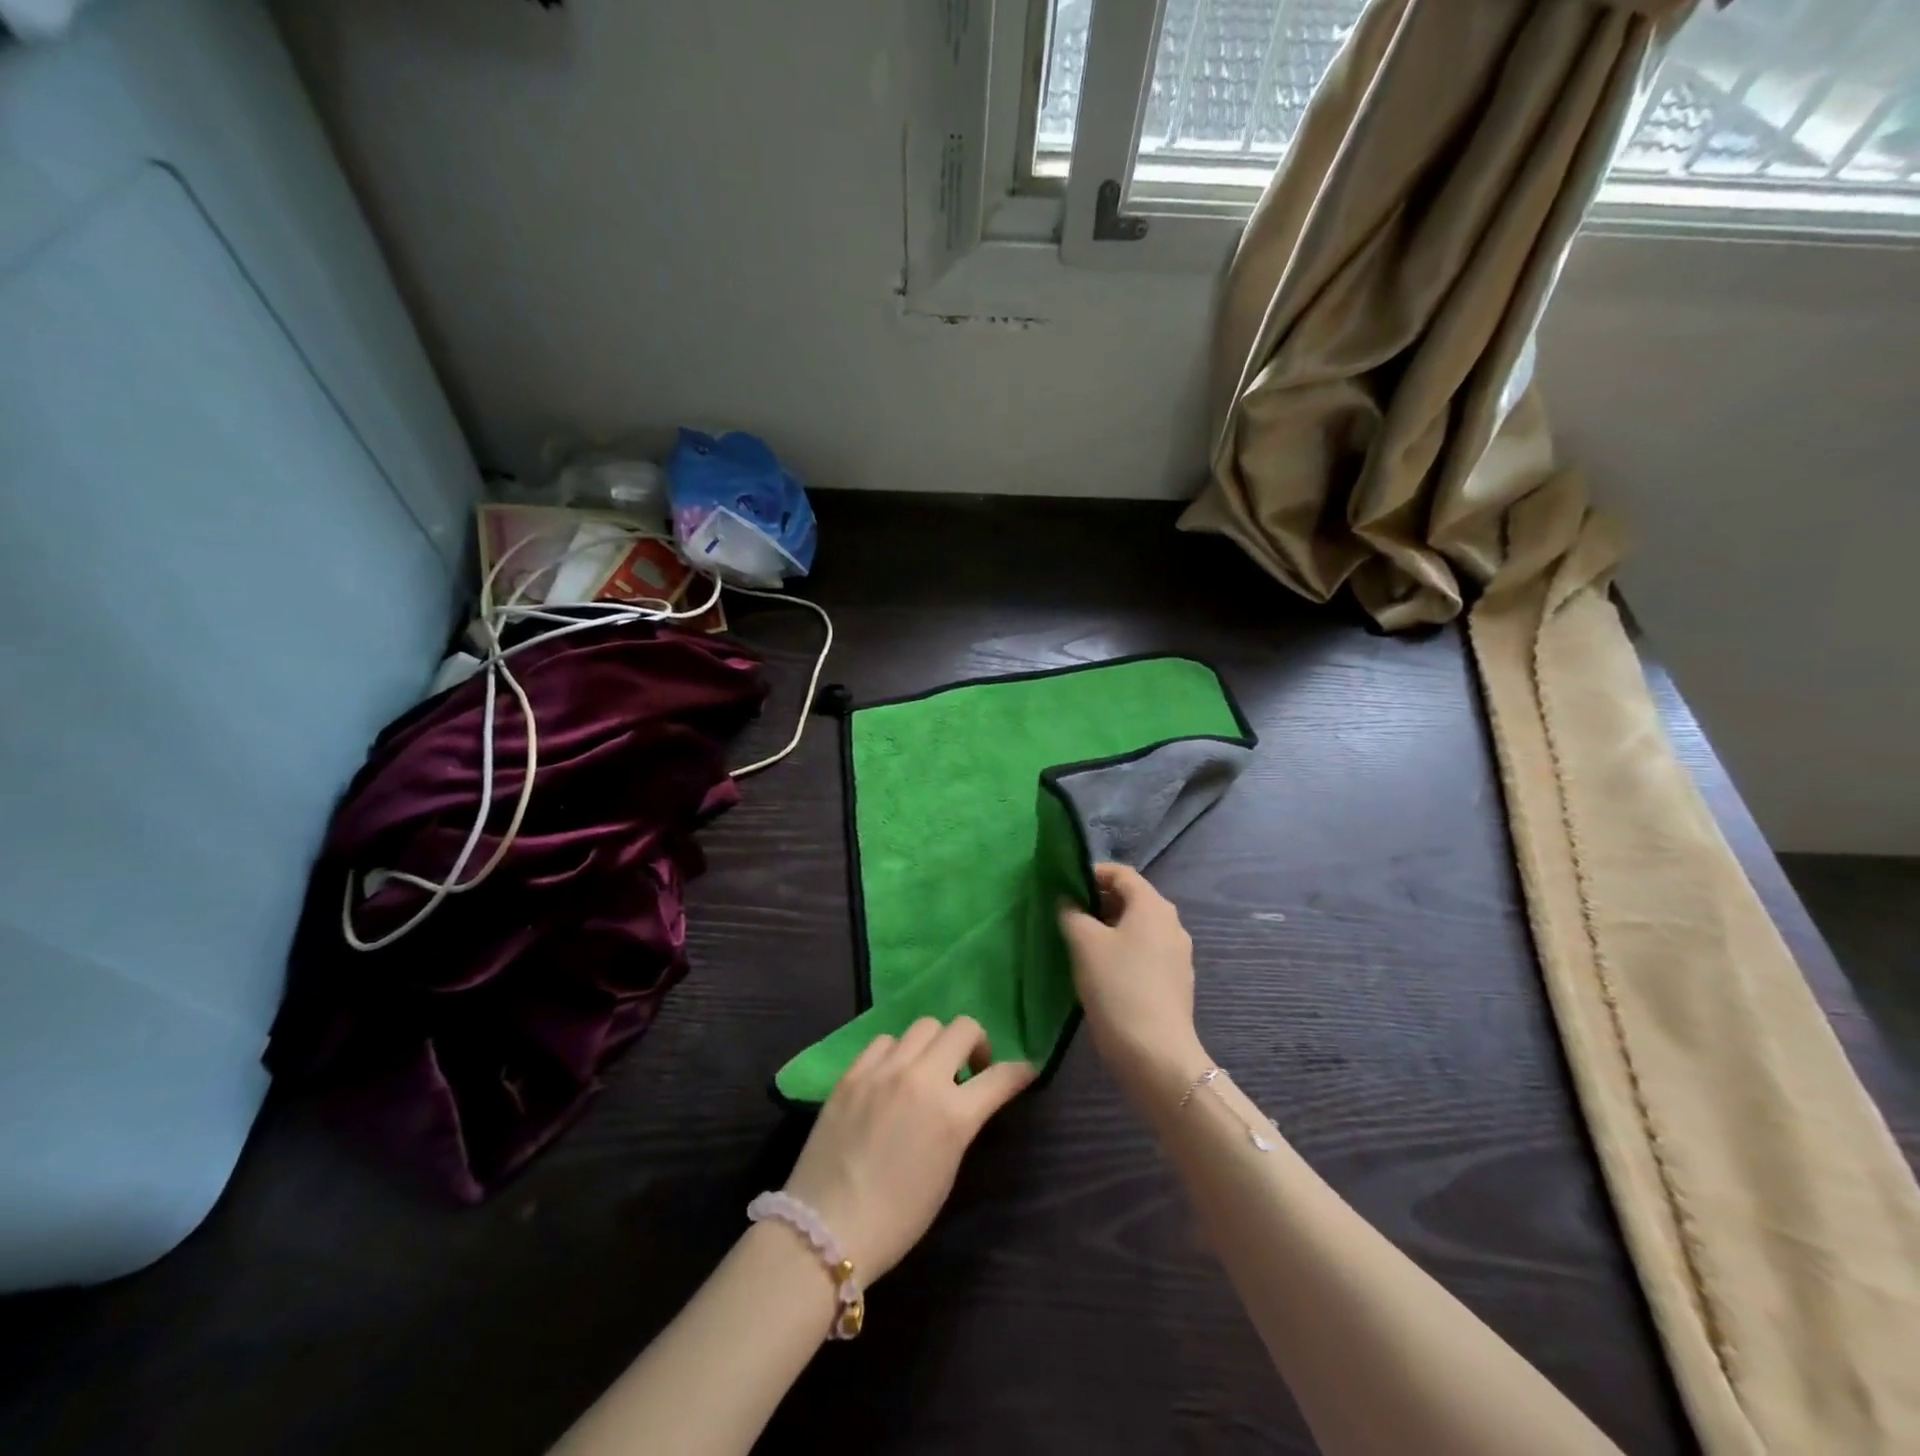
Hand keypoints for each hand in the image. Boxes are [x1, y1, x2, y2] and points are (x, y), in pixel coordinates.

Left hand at [783, 1017, 1034, 1282]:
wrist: (827, 1228)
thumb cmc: (897, 1218)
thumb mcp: (946, 1172)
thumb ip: (960, 1125)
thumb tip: (966, 1100)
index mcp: (952, 1115)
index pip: (1000, 1077)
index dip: (1020, 1071)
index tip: (1026, 1071)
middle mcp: (921, 1079)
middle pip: (963, 1028)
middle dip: (976, 1044)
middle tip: (970, 1069)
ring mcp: (883, 1070)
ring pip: (924, 1026)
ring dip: (936, 1044)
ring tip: (927, 1071)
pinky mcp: (853, 1072)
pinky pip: (885, 1041)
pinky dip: (897, 1052)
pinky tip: (891, 1076)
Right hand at [1058, 864, 1208, 1107]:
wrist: (1155, 1054)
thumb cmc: (1118, 987)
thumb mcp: (1084, 943)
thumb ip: (1071, 913)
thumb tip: (1067, 901)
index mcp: (1153, 906)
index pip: (1122, 873)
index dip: (1092, 873)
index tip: (1064, 885)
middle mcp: (1172, 923)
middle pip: (1132, 899)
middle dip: (1098, 902)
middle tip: (1067, 914)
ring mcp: (1177, 954)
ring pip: (1138, 927)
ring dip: (1109, 928)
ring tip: (1078, 942)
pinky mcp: (1175, 981)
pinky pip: (1145, 952)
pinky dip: (1122, 950)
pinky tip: (1101, 970)